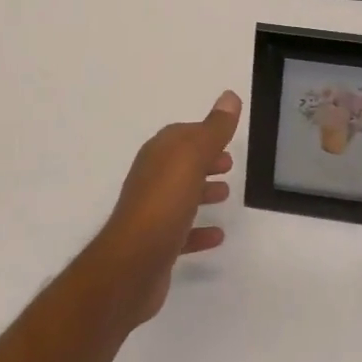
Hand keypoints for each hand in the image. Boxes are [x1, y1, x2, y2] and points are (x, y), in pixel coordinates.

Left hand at [95, 91, 240, 326]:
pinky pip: (182, 231)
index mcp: (158, 154)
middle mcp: (152, 178)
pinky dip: (199, 229)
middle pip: (181, 163)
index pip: (182, 134)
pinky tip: (218, 235)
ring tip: (226, 194)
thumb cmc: (163, 204)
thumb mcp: (192, 158)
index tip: (227, 137)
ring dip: (202, 191)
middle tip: (229, 164)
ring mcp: (152, 212)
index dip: (204, 133)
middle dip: (204, 160)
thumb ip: (213, 129)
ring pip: (181, 195)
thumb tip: (230, 96)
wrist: (131, 265)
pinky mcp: (157, 244)